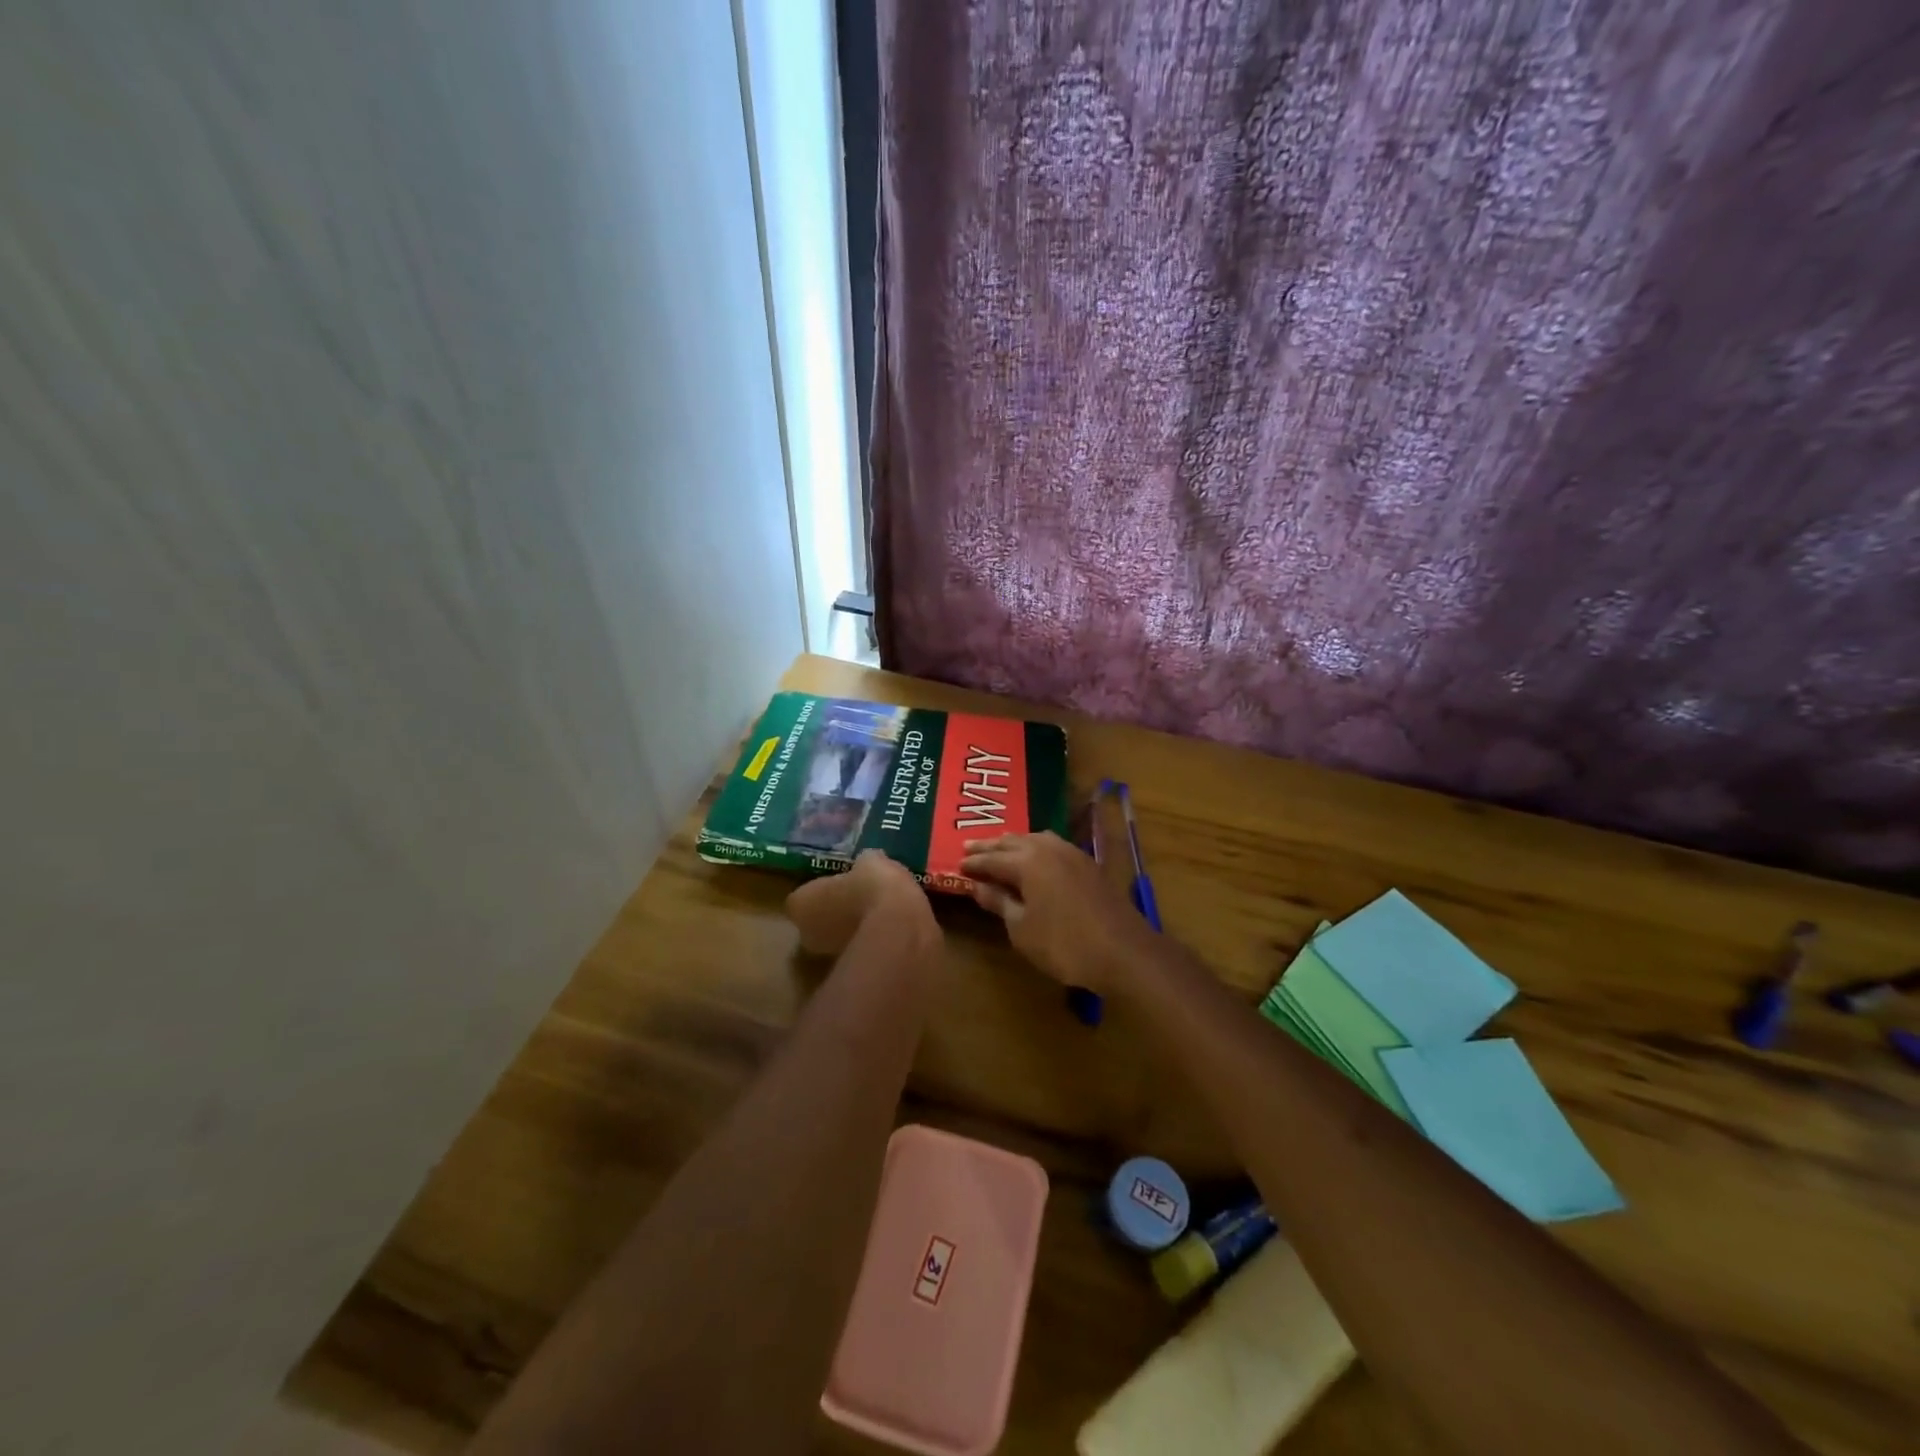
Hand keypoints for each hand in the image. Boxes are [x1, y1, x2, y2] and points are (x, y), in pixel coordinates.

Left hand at [785, 850, 935, 955]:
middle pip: (818, 922)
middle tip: (861, 900)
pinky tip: (893, 933)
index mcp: (800, 903)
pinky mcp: (853, 973)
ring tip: (881, 917)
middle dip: (836, 914)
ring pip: (839, 941)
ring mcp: (828, 958)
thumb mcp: (872, 862)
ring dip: (855, 932)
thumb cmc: (874, 888)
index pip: (804, 896)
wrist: (899, 932)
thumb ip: (863, 866)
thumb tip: (868, 863)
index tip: (842, 884)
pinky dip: (873, 947)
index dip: (823, 891)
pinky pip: (862, 954)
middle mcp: (806, 934)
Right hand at [961, 832, 1156, 993]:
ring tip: (1000, 848)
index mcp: (1027, 862)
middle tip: (970, 847)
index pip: (992, 859)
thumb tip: (978, 886)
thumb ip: (1000, 903)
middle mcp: (1048, 849)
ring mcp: (1072, 854)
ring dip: (1015, 842)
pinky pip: (1053, 846)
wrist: (1123, 952)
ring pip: (1035, 838)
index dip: (973, 863)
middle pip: (1012, 842)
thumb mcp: (1022, 929)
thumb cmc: (1064, 944)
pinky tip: (1036, 857)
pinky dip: (1036, 848)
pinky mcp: (1089, 864)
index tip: (957, 864)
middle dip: (990, 846)